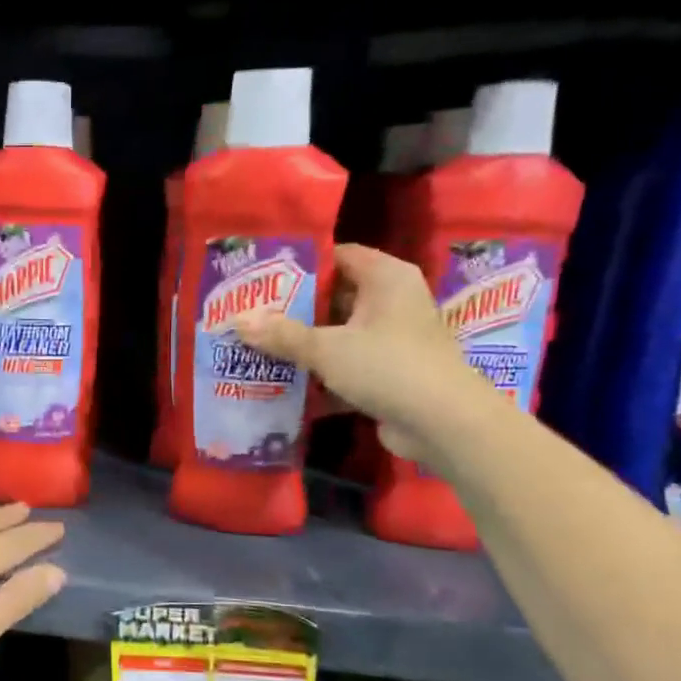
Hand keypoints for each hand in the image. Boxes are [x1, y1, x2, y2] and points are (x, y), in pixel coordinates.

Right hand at [234, 243, 492, 461]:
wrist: (444, 424)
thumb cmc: (388, 366)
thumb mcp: (327, 348)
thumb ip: (281, 334)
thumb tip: (236, 320)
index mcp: (386, 278)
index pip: (338, 256)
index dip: (301, 265)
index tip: (262, 277)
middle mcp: (393, 301)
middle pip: (335, 297)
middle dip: (294, 309)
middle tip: (251, 314)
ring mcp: (393, 339)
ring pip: (339, 334)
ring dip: (304, 344)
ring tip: (258, 347)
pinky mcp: (389, 373)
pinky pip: (346, 365)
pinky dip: (321, 375)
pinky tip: (284, 384)